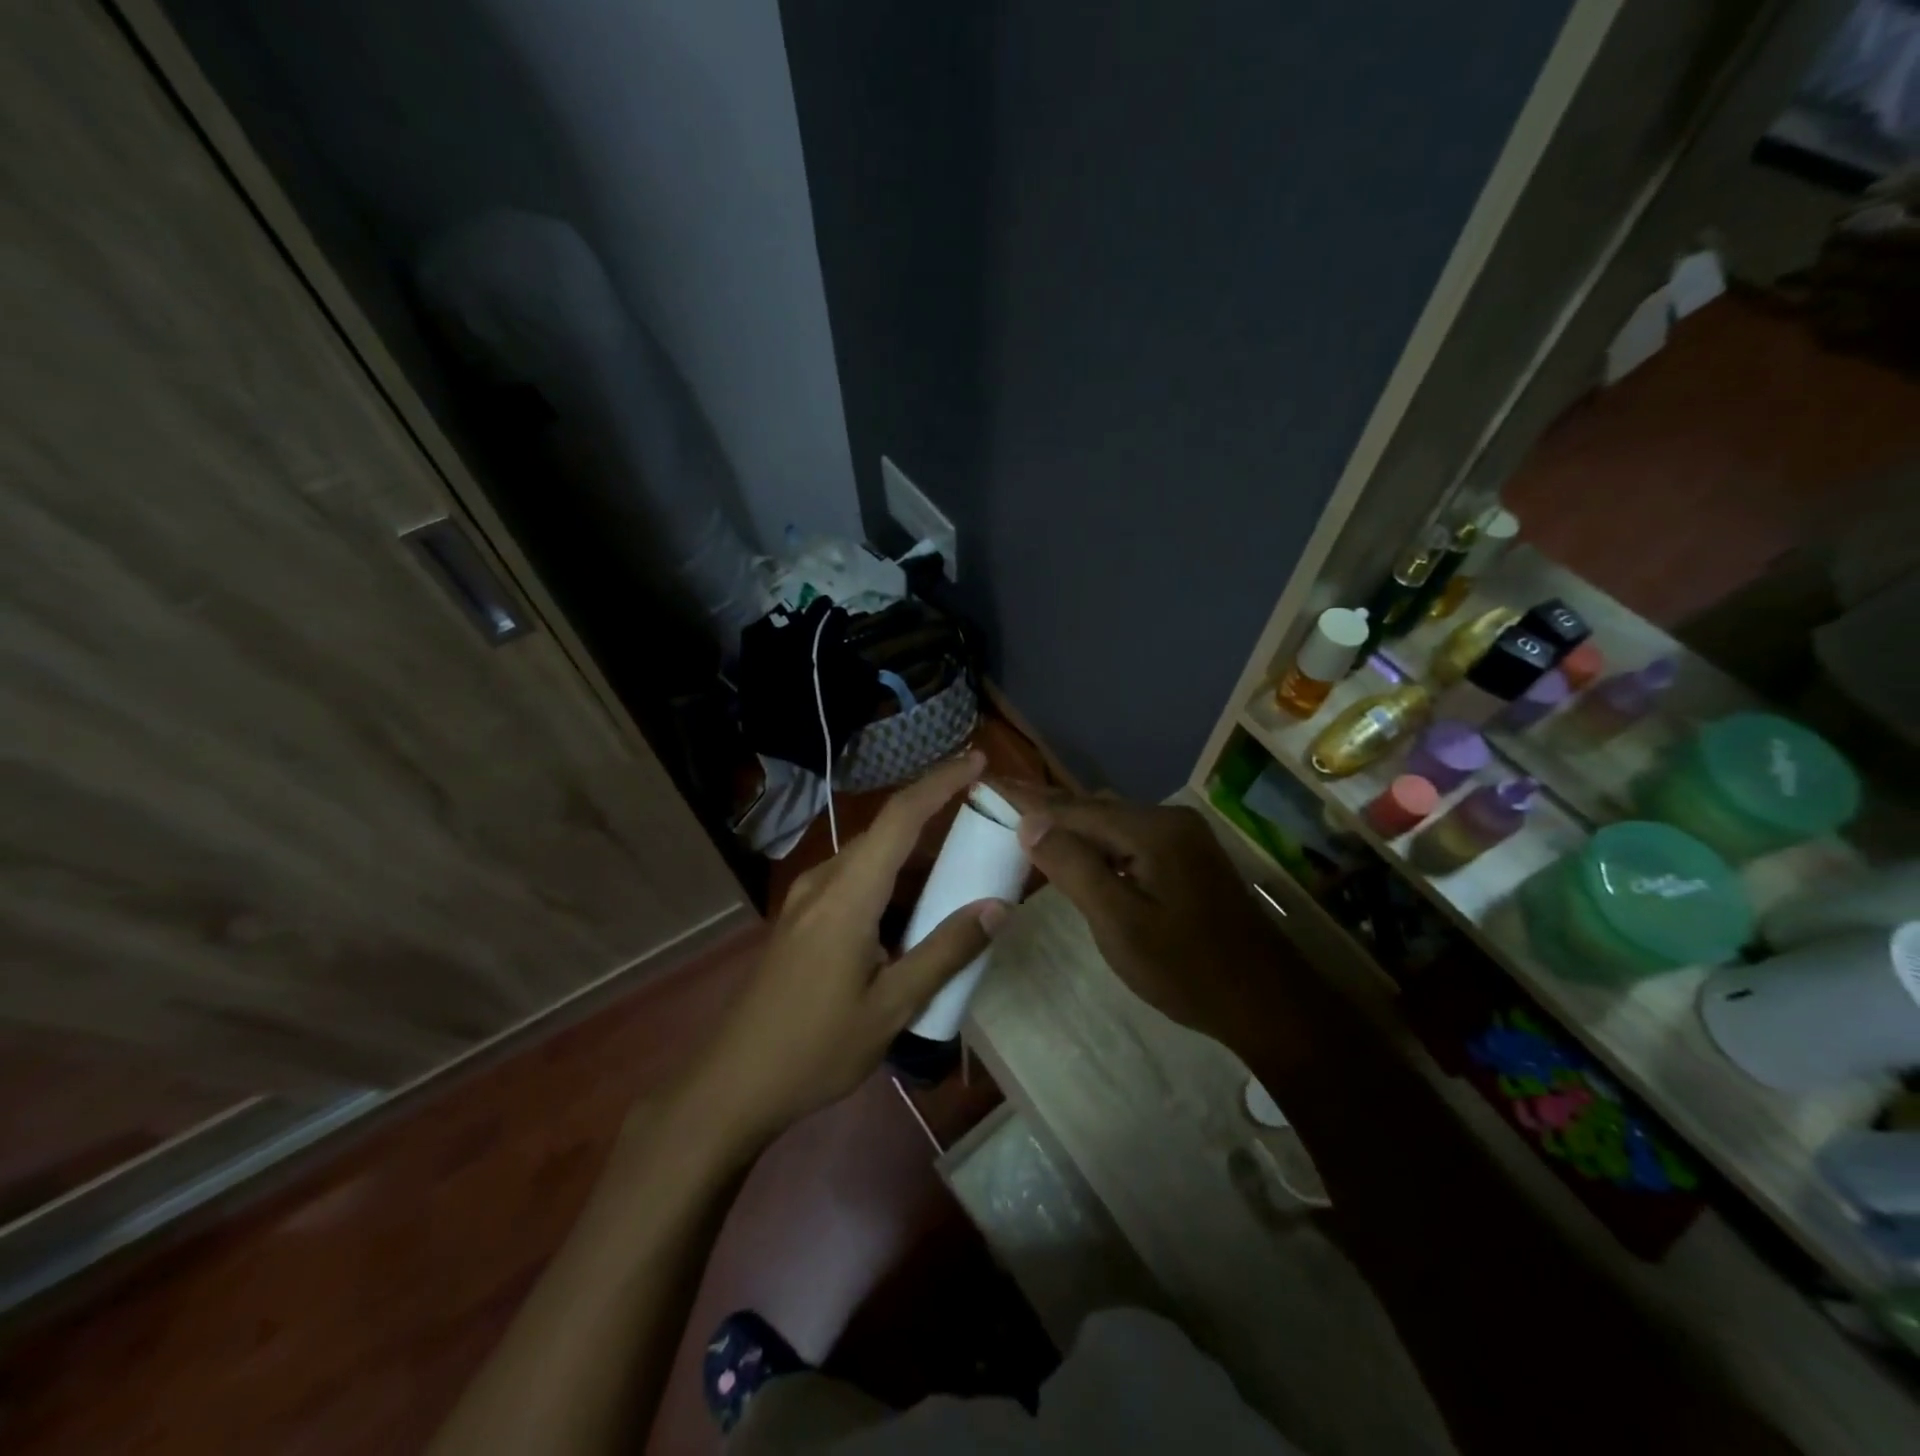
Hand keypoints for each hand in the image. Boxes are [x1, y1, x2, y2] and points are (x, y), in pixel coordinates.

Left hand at [685, 753, 1009, 1146]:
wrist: (732, 1084)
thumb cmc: (815, 1048)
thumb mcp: (892, 1007)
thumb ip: (945, 952)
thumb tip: (997, 908)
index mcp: (847, 895)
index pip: (900, 817)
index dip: (941, 782)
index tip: (978, 759)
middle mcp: (824, 882)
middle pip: (887, 833)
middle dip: (937, 820)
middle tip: (986, 831)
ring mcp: (806, 899)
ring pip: (871, 860)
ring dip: (914, 861)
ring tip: (959, 879)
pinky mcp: (800, 919)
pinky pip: (855, 883)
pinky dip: (892, 886)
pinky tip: (912, 920)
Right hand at [994, 785, 1297, 1043]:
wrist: (1266, 1001)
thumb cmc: (1187, 968)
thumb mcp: (1120, 923)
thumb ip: (1074, 868)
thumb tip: (1030, 824)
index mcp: (1152, 830)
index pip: (1074, 808)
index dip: (1028, 799)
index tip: (988, 782)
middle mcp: (1168, 820)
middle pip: (1093, 807)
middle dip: (1046, 804)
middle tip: (1000, 795)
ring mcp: (1182, 837)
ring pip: (1112, 821)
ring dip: (1071, 821)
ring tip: (1027, 819)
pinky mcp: (1187, 857)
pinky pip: (1129, 836)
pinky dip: (1096, 839)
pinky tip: (1079, 849)